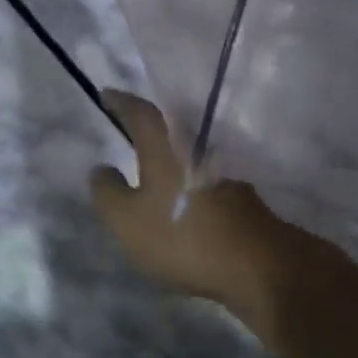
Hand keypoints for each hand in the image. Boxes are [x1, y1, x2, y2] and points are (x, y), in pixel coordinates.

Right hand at [89, 91, 283, 323]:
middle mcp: (196, 146)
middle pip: (169, 125)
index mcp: (165, 146)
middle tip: (129, 121)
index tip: (106, 94)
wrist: (257, 263)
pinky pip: (205, 173)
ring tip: (154, 157)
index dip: (121, 102)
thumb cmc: (182, 235)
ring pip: (189, 149)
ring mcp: (223, 169)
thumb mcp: (128, 221)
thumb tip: (100, 168)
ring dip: (171, 149)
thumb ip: (108, 193)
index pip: (139, 112)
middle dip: (148, 121)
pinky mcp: (240, 192)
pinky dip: (190, 175)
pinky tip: (185, 191)